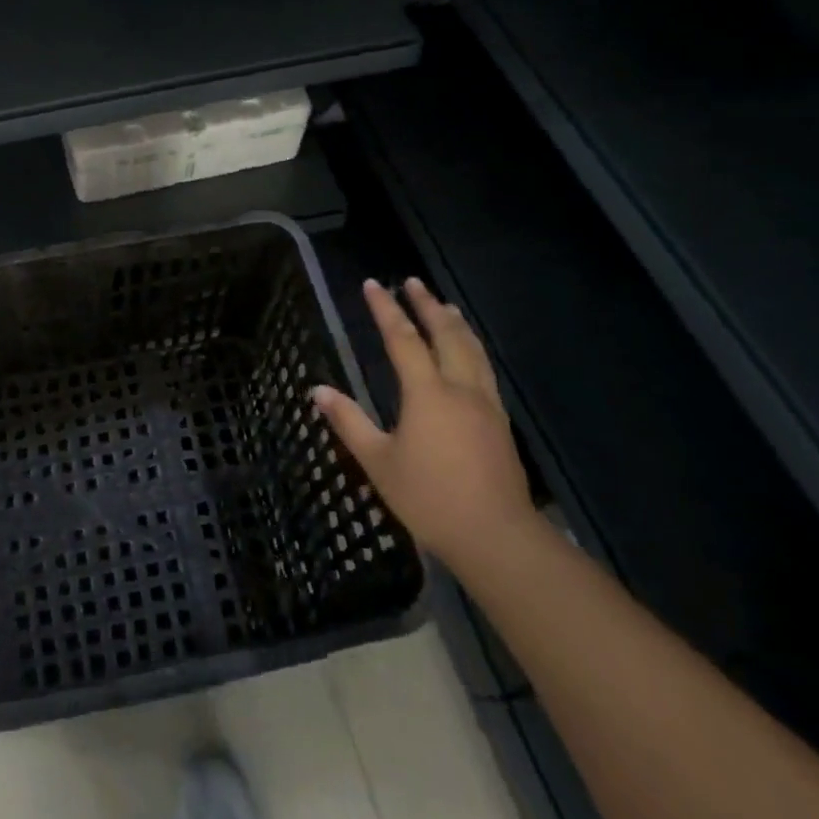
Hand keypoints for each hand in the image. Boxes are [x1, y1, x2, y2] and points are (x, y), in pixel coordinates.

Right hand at [312, 278, 536, 572]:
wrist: (496, 536)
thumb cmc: (429, 498)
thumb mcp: (378, 462)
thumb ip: (348, 422)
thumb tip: (318, 391)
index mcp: (427, 394)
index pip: (403, 339)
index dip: (386, 309)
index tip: (373, 285)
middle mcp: (459, 388)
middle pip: (445, 334)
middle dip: (426, 305)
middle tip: (412, 283)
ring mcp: (485, 404)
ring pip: (472, 349)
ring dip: (455, 322)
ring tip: (444, 305)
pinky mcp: (500, 421)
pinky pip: (485, 368)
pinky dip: (473, 346)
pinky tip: (469, 351)